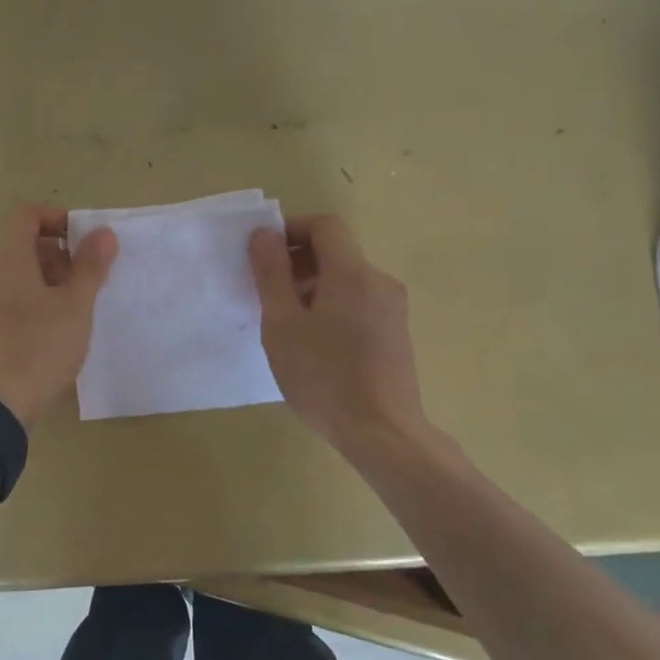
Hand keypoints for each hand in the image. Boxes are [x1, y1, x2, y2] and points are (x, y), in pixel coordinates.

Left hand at [0, 206, 117, 427]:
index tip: (84, 242)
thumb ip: (91, 266)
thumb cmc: (39, 349)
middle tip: (83, 283)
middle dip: (56, 256)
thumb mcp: (75, 306)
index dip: (57, 219)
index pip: (26, 216)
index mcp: (6, 260)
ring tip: (69, 312)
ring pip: (11, 276)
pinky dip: (26, 302)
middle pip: (19, 247)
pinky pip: (1, 300)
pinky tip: (45, 334)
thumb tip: (103, 232)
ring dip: (43, 281)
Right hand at [248, 214, 429, 448]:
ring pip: (347, 279)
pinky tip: (314, 344)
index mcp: (352, 273)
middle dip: (297, 261)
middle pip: (336, 252)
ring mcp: (393, 309)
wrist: (383, 434)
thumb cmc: (324, 376)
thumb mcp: (282, 324)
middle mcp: (379, 282)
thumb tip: (264, 234)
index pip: (325, 225)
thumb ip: (271, 274)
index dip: (291, 229)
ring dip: (313, 286)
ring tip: (286, 323)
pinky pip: (359, 302)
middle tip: (266, 292)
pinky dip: (332, 306)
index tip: (263, 254)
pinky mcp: (397, 334)